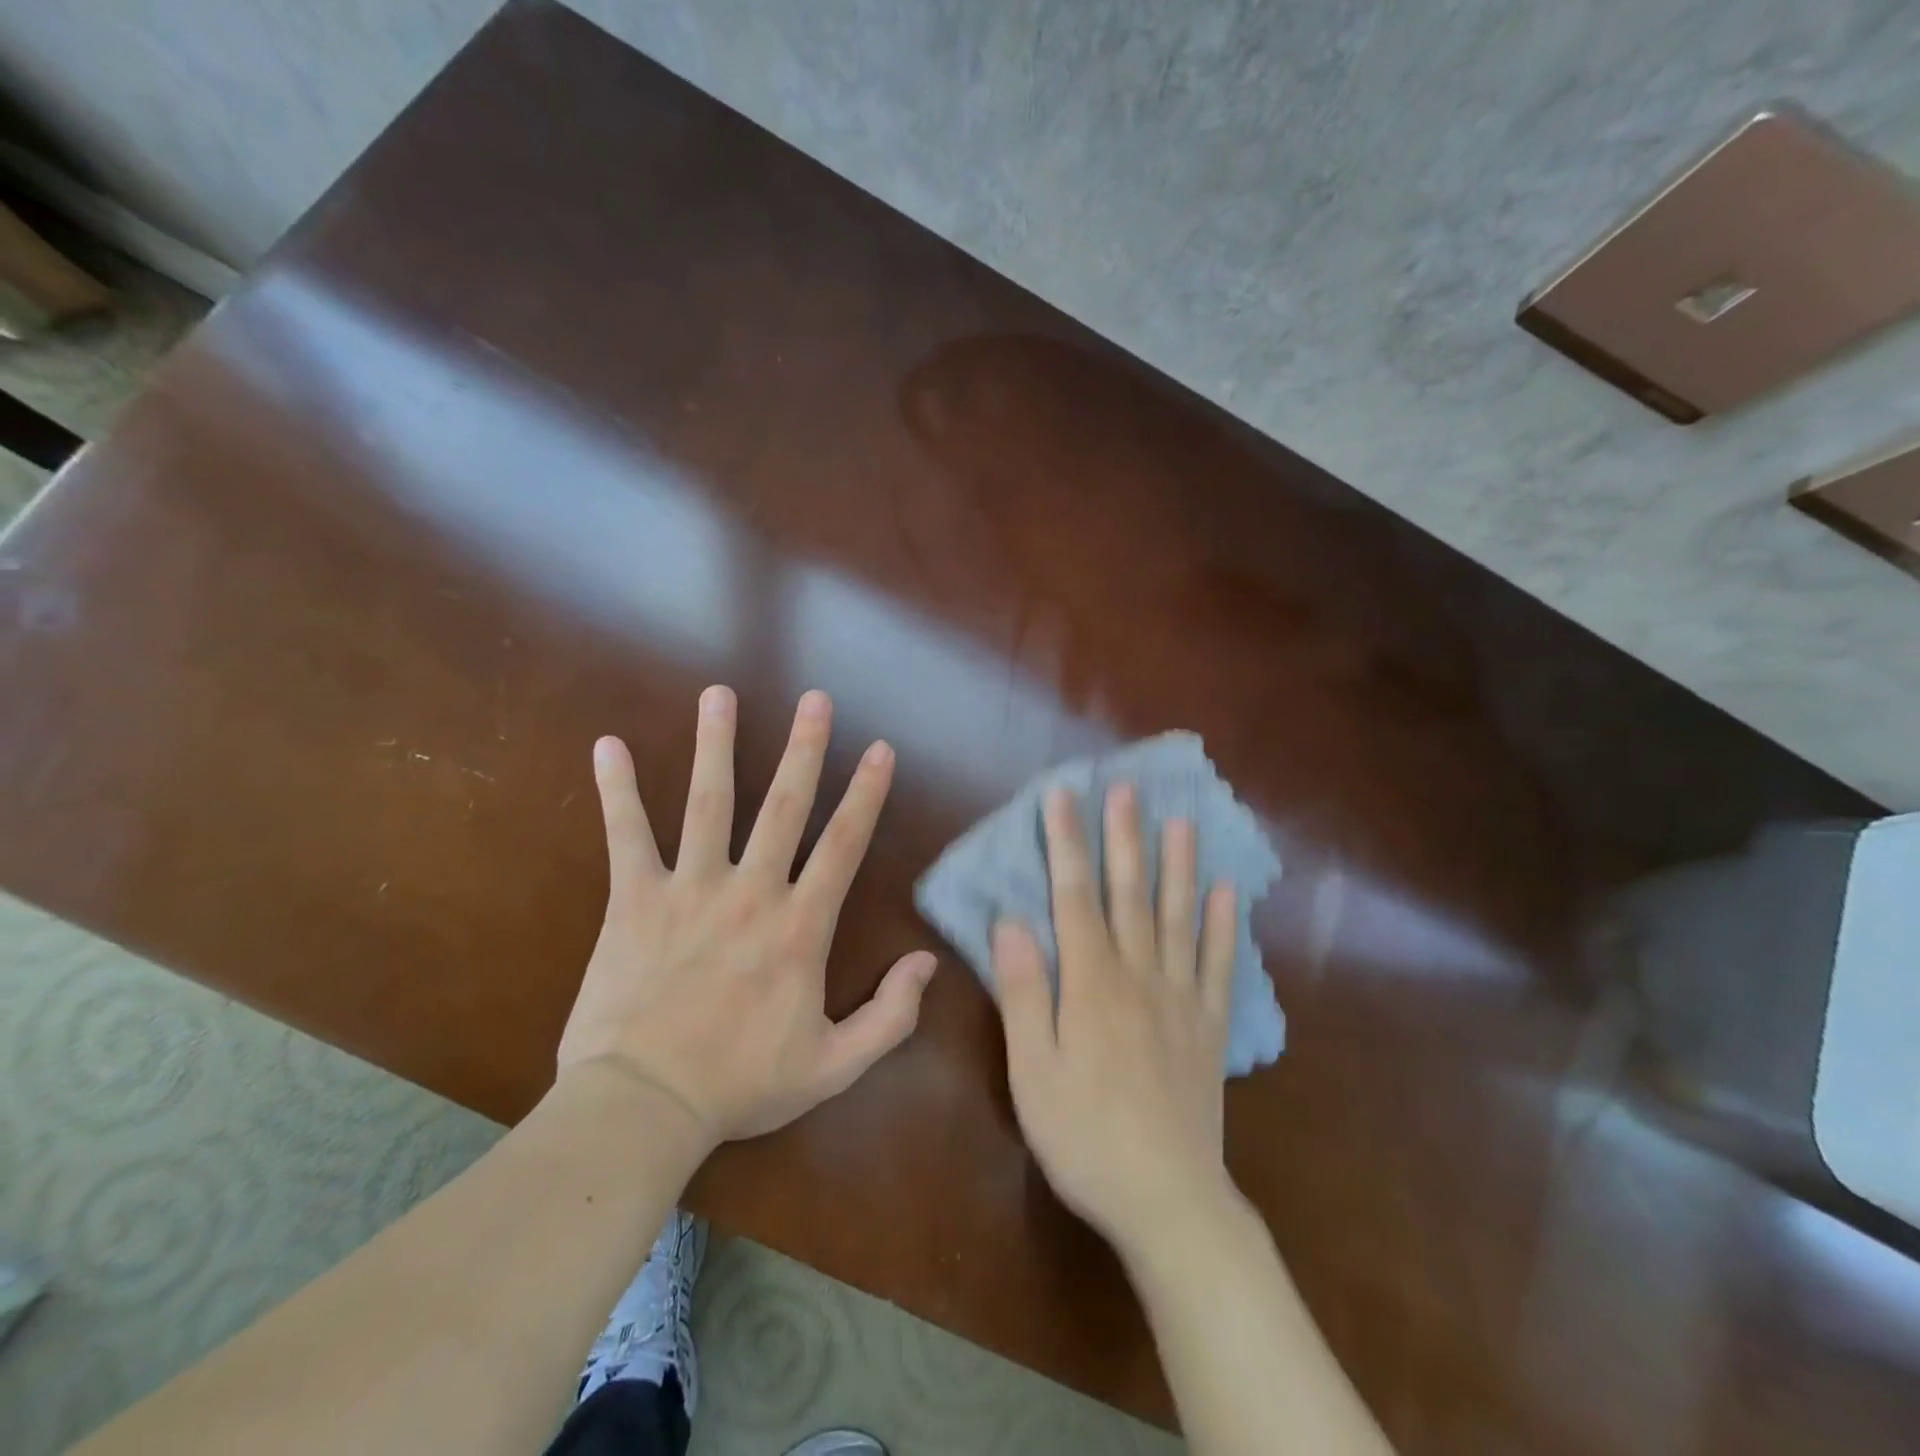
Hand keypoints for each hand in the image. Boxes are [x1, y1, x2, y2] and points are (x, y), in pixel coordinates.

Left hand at [558, 685, 936, 1145]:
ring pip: (709, 803)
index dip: (866, 793)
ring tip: (720, 694)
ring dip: (717, 745)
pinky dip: (618, 790)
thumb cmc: (741, 1085)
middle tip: (817, 699)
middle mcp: (751, 892)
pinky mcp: (634, 900)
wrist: (642, 1107)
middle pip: (784, 806)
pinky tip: (609, 746)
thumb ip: (890, 1015)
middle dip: (805, 749)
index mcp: (799, 927)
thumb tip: (927, 962)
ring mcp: (690, 889)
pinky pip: (627, 836)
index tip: (879, 749)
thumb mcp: (834, 1066)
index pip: (843, 845)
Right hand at [991, 784, 1240, 1259]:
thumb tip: (1010, 922)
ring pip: (1179, 917)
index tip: (1062, 796)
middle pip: (1130, 894)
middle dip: (1123, 838)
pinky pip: (1219, 965)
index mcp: (1091, 984)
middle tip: (1125, 789)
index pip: (1074, 897)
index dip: (1066, 843)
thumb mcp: (1032, 1072)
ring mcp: (1181, 998)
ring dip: (1178, 866)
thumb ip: (1023, 993)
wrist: (1167, 1201)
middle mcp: (1139, 976)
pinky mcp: (1209, 1026)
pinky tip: (1227, 892)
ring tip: (1181, 821)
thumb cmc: (1084, 1136)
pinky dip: (1222, 925)